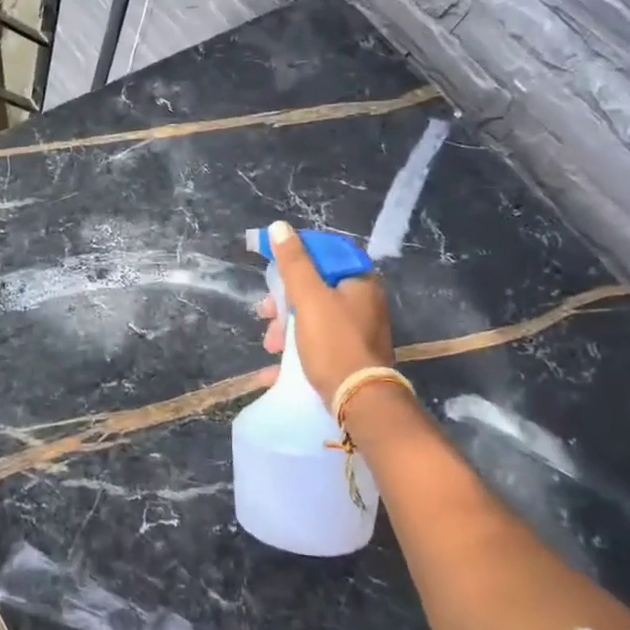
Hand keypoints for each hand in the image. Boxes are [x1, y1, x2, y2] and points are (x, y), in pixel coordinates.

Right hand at [253, 221, 393, 406]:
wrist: (360, 402)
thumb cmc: (334, 343)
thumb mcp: (309, 298)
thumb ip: (294, 263)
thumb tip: (279, 227)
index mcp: (359, 282)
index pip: (325, 254)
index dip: (295, 257)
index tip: (272, 271)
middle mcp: (363, 302)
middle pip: (314, 288)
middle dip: (284, 302)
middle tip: (265, 314)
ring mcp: (357, 331)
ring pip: (312, 318)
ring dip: (285, 329)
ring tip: (270, 346)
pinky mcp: (349, 357)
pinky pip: (316, 345)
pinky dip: (295, 352)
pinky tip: (273, 369)